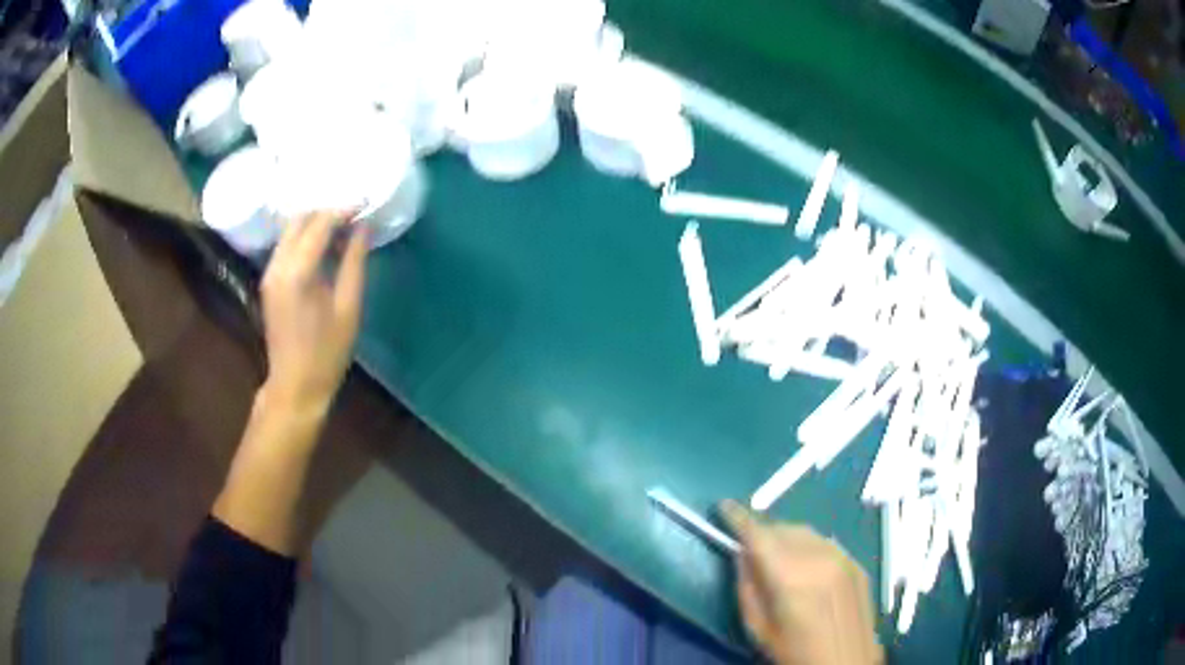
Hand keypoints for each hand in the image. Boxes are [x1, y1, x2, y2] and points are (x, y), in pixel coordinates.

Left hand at [259, 211, 367, 414]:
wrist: (295, 385)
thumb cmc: (327, 352)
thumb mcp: (348, 307)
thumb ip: (354, 262)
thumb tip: (363, 228)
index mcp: (298, 272)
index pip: (319, 224)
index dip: (343, 209)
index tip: (365, 202)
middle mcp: (277, 265)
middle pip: (299, 220)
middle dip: (327, 210)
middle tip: (354, 211)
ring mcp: (269, 273)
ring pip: (290, 230)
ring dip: (314, 221)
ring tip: (343, 224)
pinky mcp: (269, 281)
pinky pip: (286, 245)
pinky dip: (304, 236)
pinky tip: (324, 242)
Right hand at [720, 501, 882, 664]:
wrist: (846, 662)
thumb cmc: (794, 651)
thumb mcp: (758, 627)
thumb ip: (747, 586)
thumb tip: (743, 555)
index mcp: (790, 576)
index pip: (758, 534)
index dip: (738, 517)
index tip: (723, 507)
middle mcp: (818, 557)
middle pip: (783, 528)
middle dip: (763, 532)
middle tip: (750, 547)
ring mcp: (842, 557)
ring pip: (806, 532)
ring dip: (786, 537)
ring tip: (778, 558)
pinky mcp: (856, 563)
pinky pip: (826, 543)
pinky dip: (809, 547)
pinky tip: (806, 569)